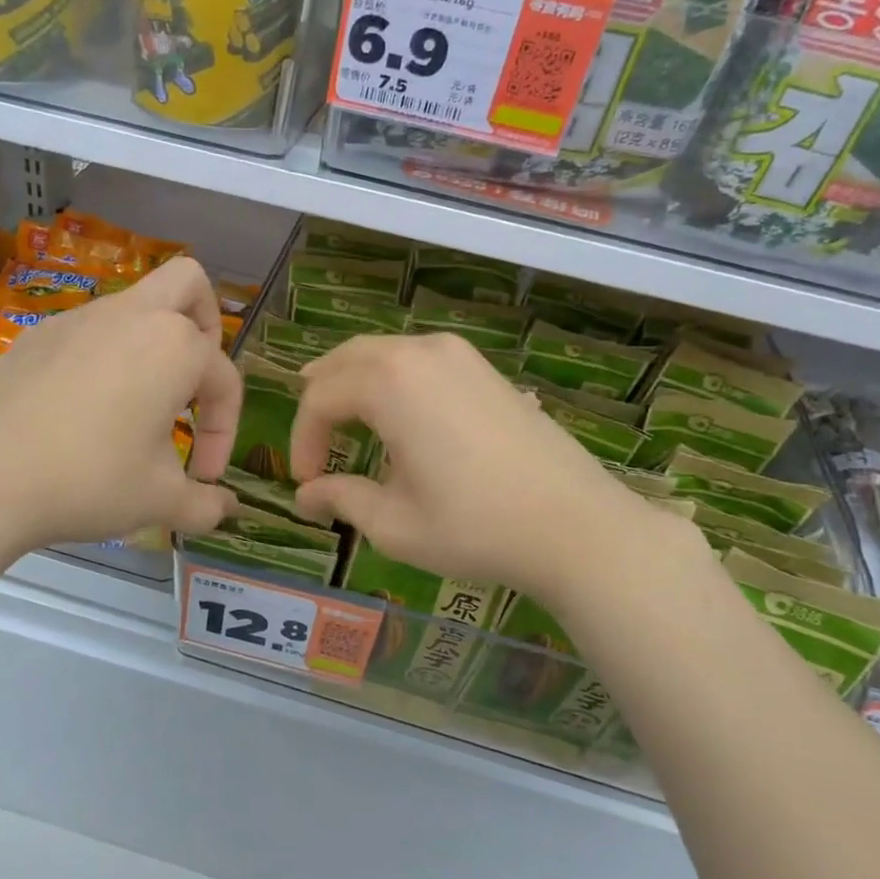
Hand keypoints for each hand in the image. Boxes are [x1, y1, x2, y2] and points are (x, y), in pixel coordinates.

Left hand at [0, 256, 238, 556]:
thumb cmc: (90, 480)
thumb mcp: (160, 501)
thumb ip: (206, 504)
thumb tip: (228, 508)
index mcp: (175, 347)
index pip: (224, 380)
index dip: (224, 432)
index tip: (204, 476)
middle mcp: (133, 316)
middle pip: (189, 285)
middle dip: (206, 327)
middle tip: (191, 384)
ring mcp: (79, 318)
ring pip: (135, 306)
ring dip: (151, 346)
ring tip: (137, 406)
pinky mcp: (38, 334)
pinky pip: (89, 331)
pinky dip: (104, 358)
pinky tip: (82, 410)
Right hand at [289, 333, 695, 609]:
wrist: (576, 525)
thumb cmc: (475, 527)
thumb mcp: (395, 523)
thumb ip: (342, 499)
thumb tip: (305, 497)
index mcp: (390, 382)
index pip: (320, 398)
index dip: (303, 439)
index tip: (306, 482)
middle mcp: (420, 351)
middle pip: (346, 359)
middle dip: (320, 398)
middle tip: (314, 442)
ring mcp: (459, 354)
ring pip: (383, 353)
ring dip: (355, 384)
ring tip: (345, 423)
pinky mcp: (485, 368)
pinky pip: (419, 360)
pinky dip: (392, 381)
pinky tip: (398, 416)